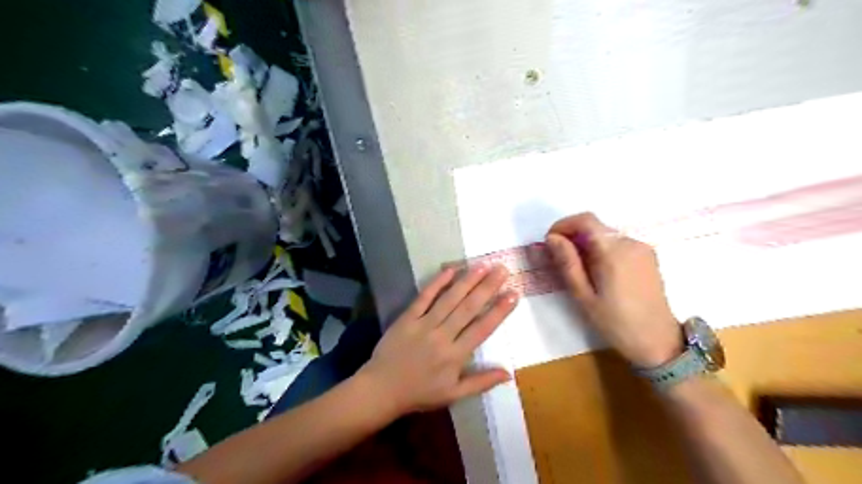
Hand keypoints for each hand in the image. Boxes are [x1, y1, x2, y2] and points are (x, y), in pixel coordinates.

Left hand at [358, 265, 517, 415]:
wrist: (382, 389)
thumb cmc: (420, 393)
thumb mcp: (453, 394)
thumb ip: (481, 382)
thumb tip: (509, 373)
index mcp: (456, 356)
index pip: (482, 328)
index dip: (499, 310)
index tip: (514, 293)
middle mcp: (443, 336)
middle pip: (468, 308)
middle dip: (487, 287)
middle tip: (502, 269)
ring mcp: (424, 324)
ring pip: (449, 299)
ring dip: (467, 281)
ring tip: (483, 265)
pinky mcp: (407, 317)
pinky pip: (424, 297)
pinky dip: (437, 283)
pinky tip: (450, 270)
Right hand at [549, 212, 684, 367]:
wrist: (658, 342)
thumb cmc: (615, 322)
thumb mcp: (583, 296)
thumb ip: (567, 263)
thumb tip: (552, 238)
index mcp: (614, 252)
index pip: (585, 220)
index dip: (563, 225)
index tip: (550, 241)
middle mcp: (630, 242)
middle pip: (596, 227)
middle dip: (573, 236)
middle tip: (559, 259)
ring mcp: (642, 249)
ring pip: (606, 235)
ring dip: (587, 244)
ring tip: (578, 270)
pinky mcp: (648, 257)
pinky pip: (618, 244)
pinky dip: (602, 250)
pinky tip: (598, 273)